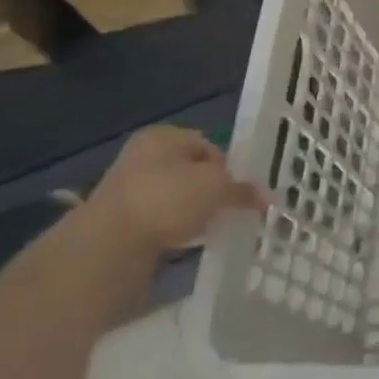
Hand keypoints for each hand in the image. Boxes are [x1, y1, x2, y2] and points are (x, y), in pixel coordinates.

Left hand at [83, 126, 266, 260]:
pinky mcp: (120, 218)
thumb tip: (268, 198)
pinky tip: (185, 239)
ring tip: (208, 227)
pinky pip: (159, 218)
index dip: (228, 168)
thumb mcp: (218, 188)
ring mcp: (127, 187)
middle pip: (191, 171)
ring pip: (175, 196)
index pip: (208, 145)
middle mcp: (143, 154)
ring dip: (192, 210)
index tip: (238, 191)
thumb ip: (243, 191)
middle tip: (228, 209)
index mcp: (164, 136)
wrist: (110, 243)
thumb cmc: (169, 198)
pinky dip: (174, 227)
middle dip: (211, 190)